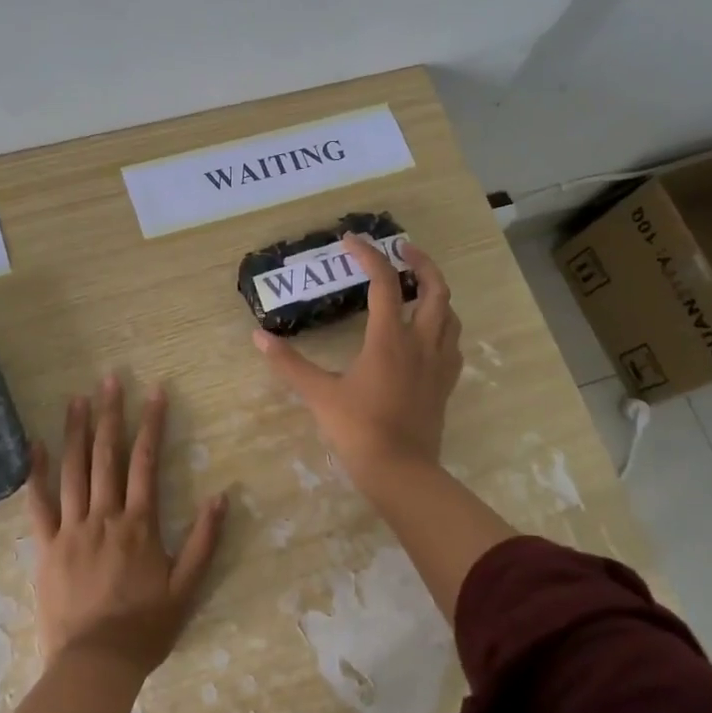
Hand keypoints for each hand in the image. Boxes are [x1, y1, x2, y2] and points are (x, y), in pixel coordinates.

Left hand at [24, 376, 227, 677]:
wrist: (94, 664)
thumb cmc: (145, 628)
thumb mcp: (186, 588)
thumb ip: (204, 541)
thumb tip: (220, 496)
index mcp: (139, 524)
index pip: (146, 462)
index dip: (152, 424)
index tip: (155, 392)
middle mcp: (105, 516)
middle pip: (107, 455)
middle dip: (110, 414)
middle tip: (110, 379)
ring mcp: (71, 529)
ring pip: (73, 470)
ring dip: (76, 431)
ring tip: (77, 398)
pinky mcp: (46, 546)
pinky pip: (38, 504)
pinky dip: (36, 473)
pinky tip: (34, 445)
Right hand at [254, 236, 462, 482]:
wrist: (401, 472)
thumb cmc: (358, 430)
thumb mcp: (319, 394)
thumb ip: (289, 364)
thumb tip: (259, 337)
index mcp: (390, 339)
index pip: (383, 283)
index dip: (368, 255)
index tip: (351, 240)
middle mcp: (421, 343)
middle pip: (434, 289)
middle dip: (421, 262)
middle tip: (403, 248)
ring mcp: (438, 363)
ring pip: (449, 314)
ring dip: (436, 292)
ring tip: (417, 286)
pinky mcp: (445, 384)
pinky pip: (452, 342)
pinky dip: (443, 325)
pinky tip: (429, 332)